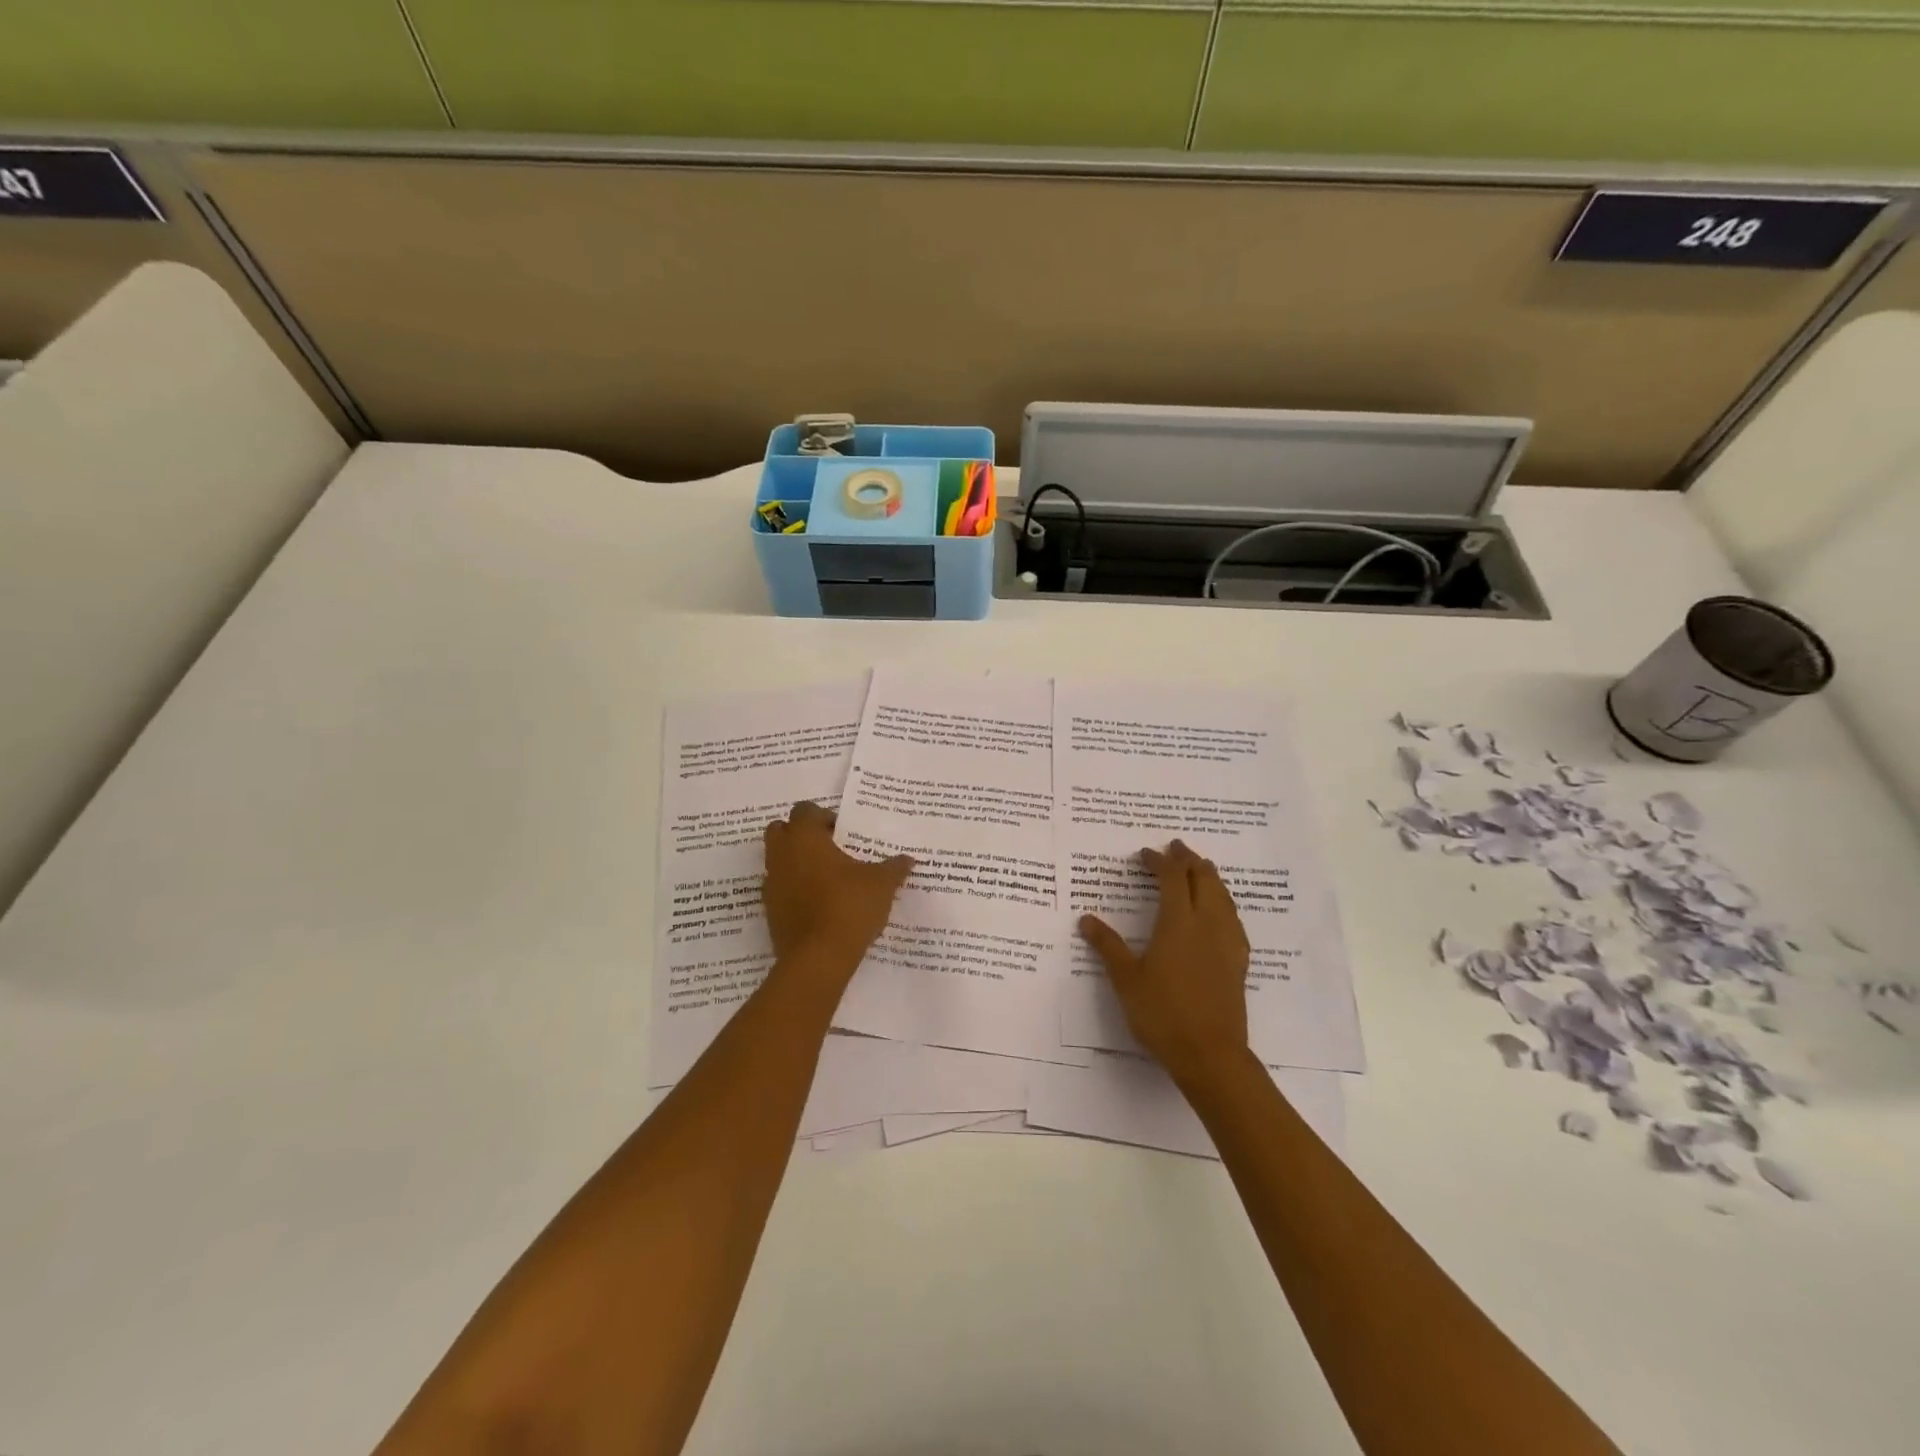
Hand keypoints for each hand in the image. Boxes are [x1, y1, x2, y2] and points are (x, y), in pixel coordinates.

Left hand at [762, 802, 914, 975]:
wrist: (818, 958)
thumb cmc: (849, 906)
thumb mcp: (882, 884)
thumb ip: (894, 867)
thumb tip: (908, 859)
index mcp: (805, 838)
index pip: (804, 810)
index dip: (823, 816)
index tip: (843, 832)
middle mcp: (782, 856)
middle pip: (781, 830)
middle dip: (801, 835)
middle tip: (830, 849)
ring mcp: (772, 885)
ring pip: (778, 861)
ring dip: (797, 863)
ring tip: (828, 878)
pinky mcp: (771, 912)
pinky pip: (780, 889)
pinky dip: (794, 890)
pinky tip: (820, 904)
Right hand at [1078, 839, 1250, 1084]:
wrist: (1210, 1055)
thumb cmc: (1163, 1014)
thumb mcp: (1126, 980)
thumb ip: (1108, 946)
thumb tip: (1086, 919)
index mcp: (1178, 923)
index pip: (1172, 878)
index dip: (1160, 861)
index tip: (1145, 854)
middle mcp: (1207, 925)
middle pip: (1204, 879)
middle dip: (1189, 860)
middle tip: (1176, 848)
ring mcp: (1227, 943)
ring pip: (1223, 896)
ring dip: (1210, 877)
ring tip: (1200, 869)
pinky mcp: (1238, 962)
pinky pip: (1234, 919)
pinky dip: (1224, 903)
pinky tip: (1220, 912)